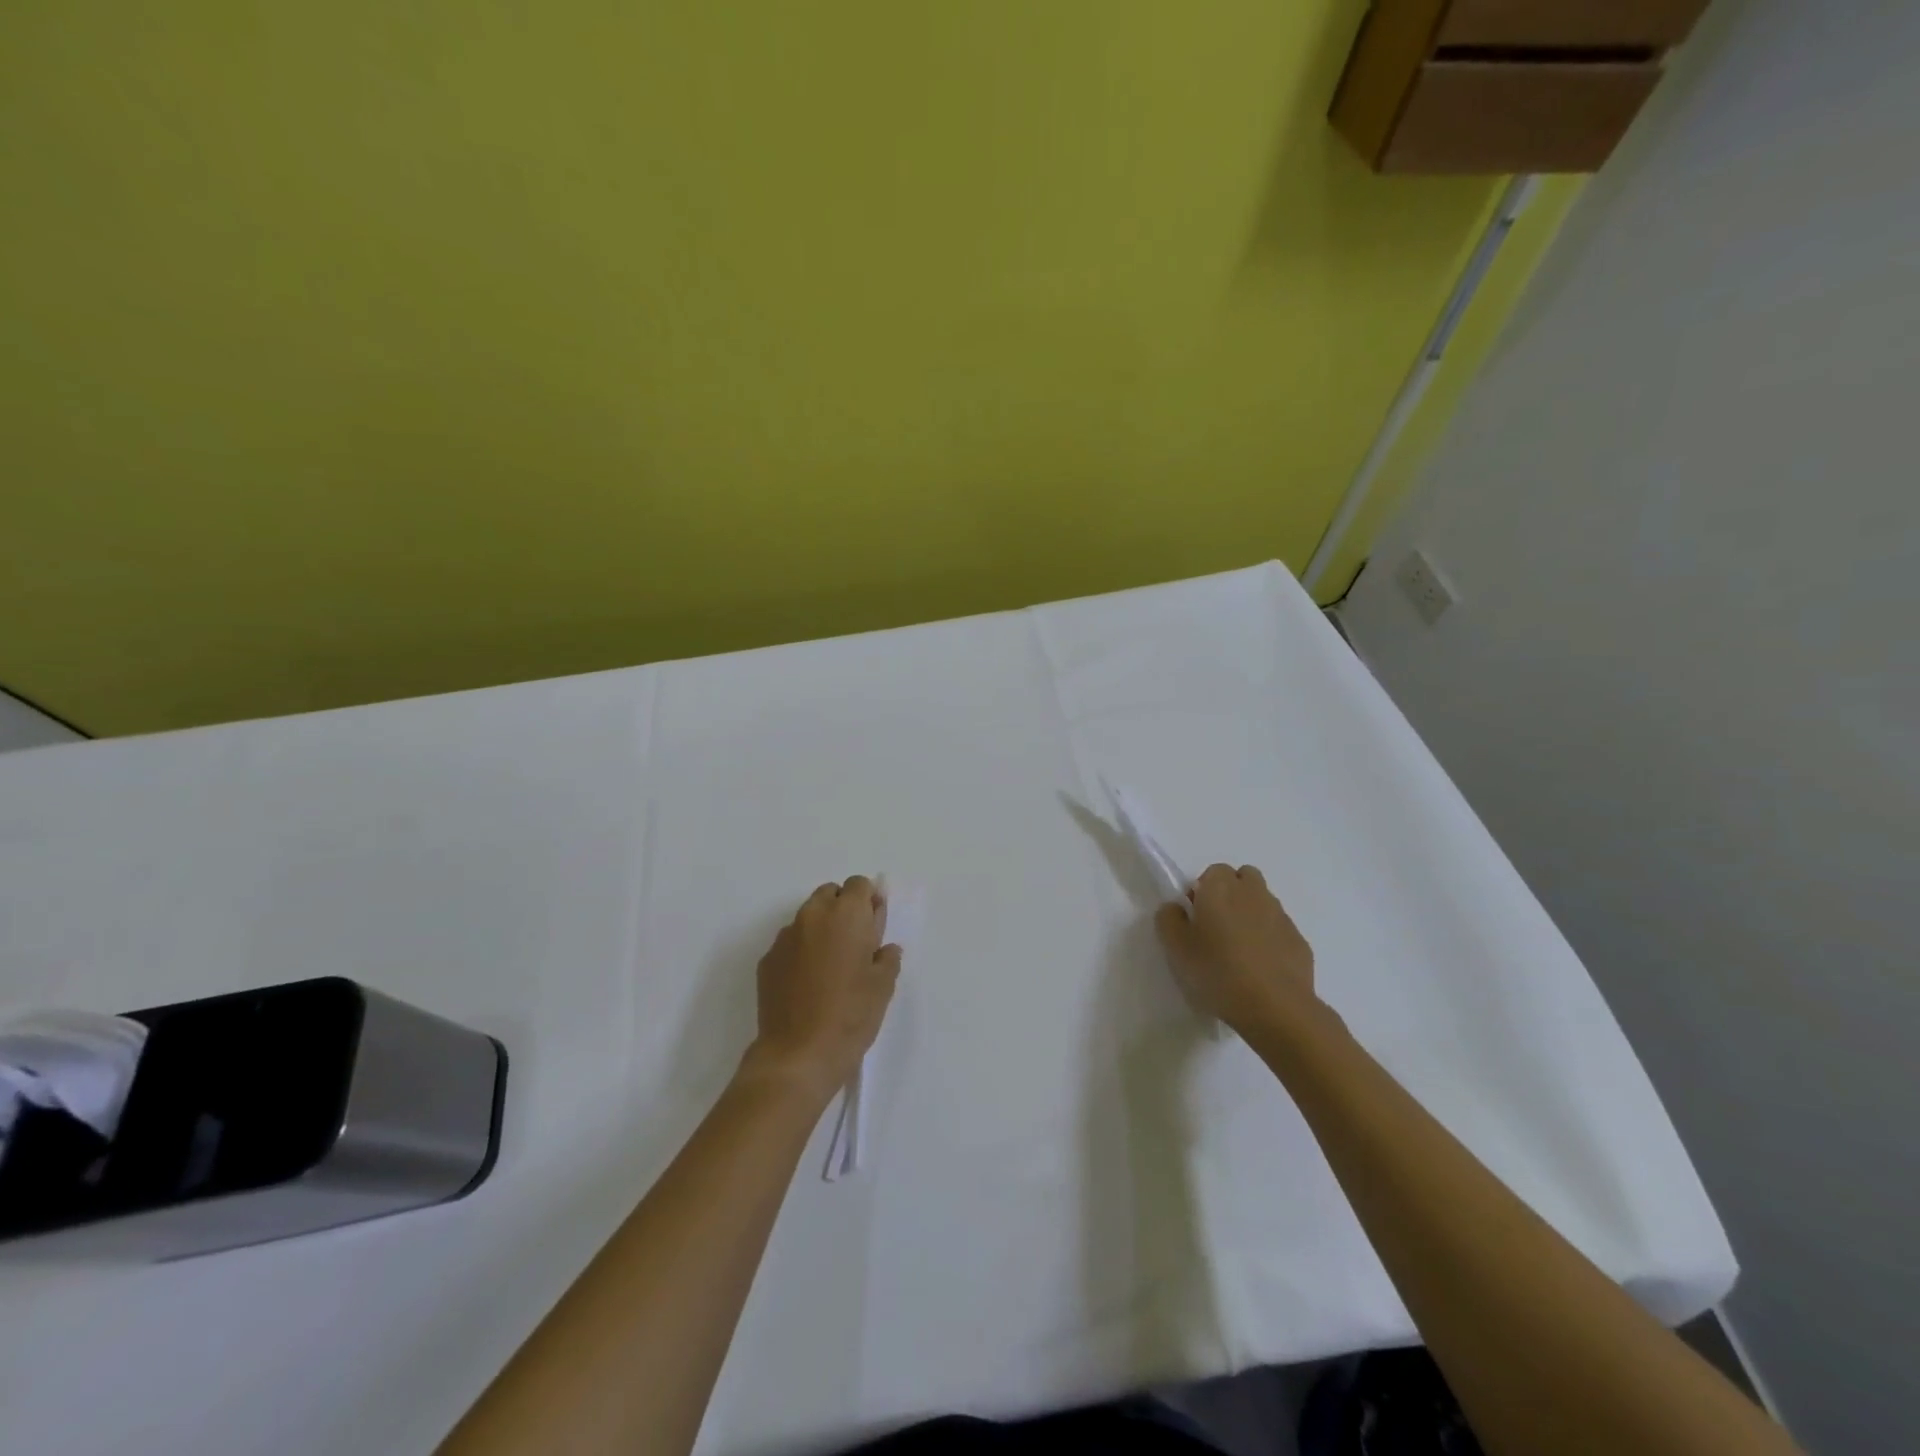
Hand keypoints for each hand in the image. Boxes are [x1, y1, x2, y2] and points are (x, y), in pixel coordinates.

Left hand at [744, 876, 900, 1105]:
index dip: (869, 902)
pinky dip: (801, 952)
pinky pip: (790, 943)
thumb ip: (886, 956)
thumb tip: (883, 948)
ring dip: (821, 930)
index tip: (874, 927)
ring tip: (830, 967)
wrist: (798, 1054)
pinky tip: (808, 984)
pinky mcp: (767, 960)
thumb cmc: (851, 1014)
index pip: (859, 885)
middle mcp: (813, 916)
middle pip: (830, 894)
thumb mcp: (883, 985)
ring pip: (808, 918)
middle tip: (855, 945)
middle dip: (843, 910)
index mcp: (846, 914)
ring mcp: (785, 937)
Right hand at [1155, 864, 1317, 1035]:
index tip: (1196, 918)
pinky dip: (1270, 939)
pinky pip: (1279, 930)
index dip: (1203, 891)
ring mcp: (1281, 916)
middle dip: (1231, 894)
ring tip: (1239, 951)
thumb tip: (1176, 907)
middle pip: (1243, 879)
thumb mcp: (1176, 949)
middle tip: (1217, 927)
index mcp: (1220, 888)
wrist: (1276, 1007)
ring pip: (1263, 903)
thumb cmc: (1218, 972)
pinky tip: (1261, 968)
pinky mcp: (1299, 941)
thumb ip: (1169, 919)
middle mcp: (1253, 893)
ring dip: (1251, 916)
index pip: (1213, 871)